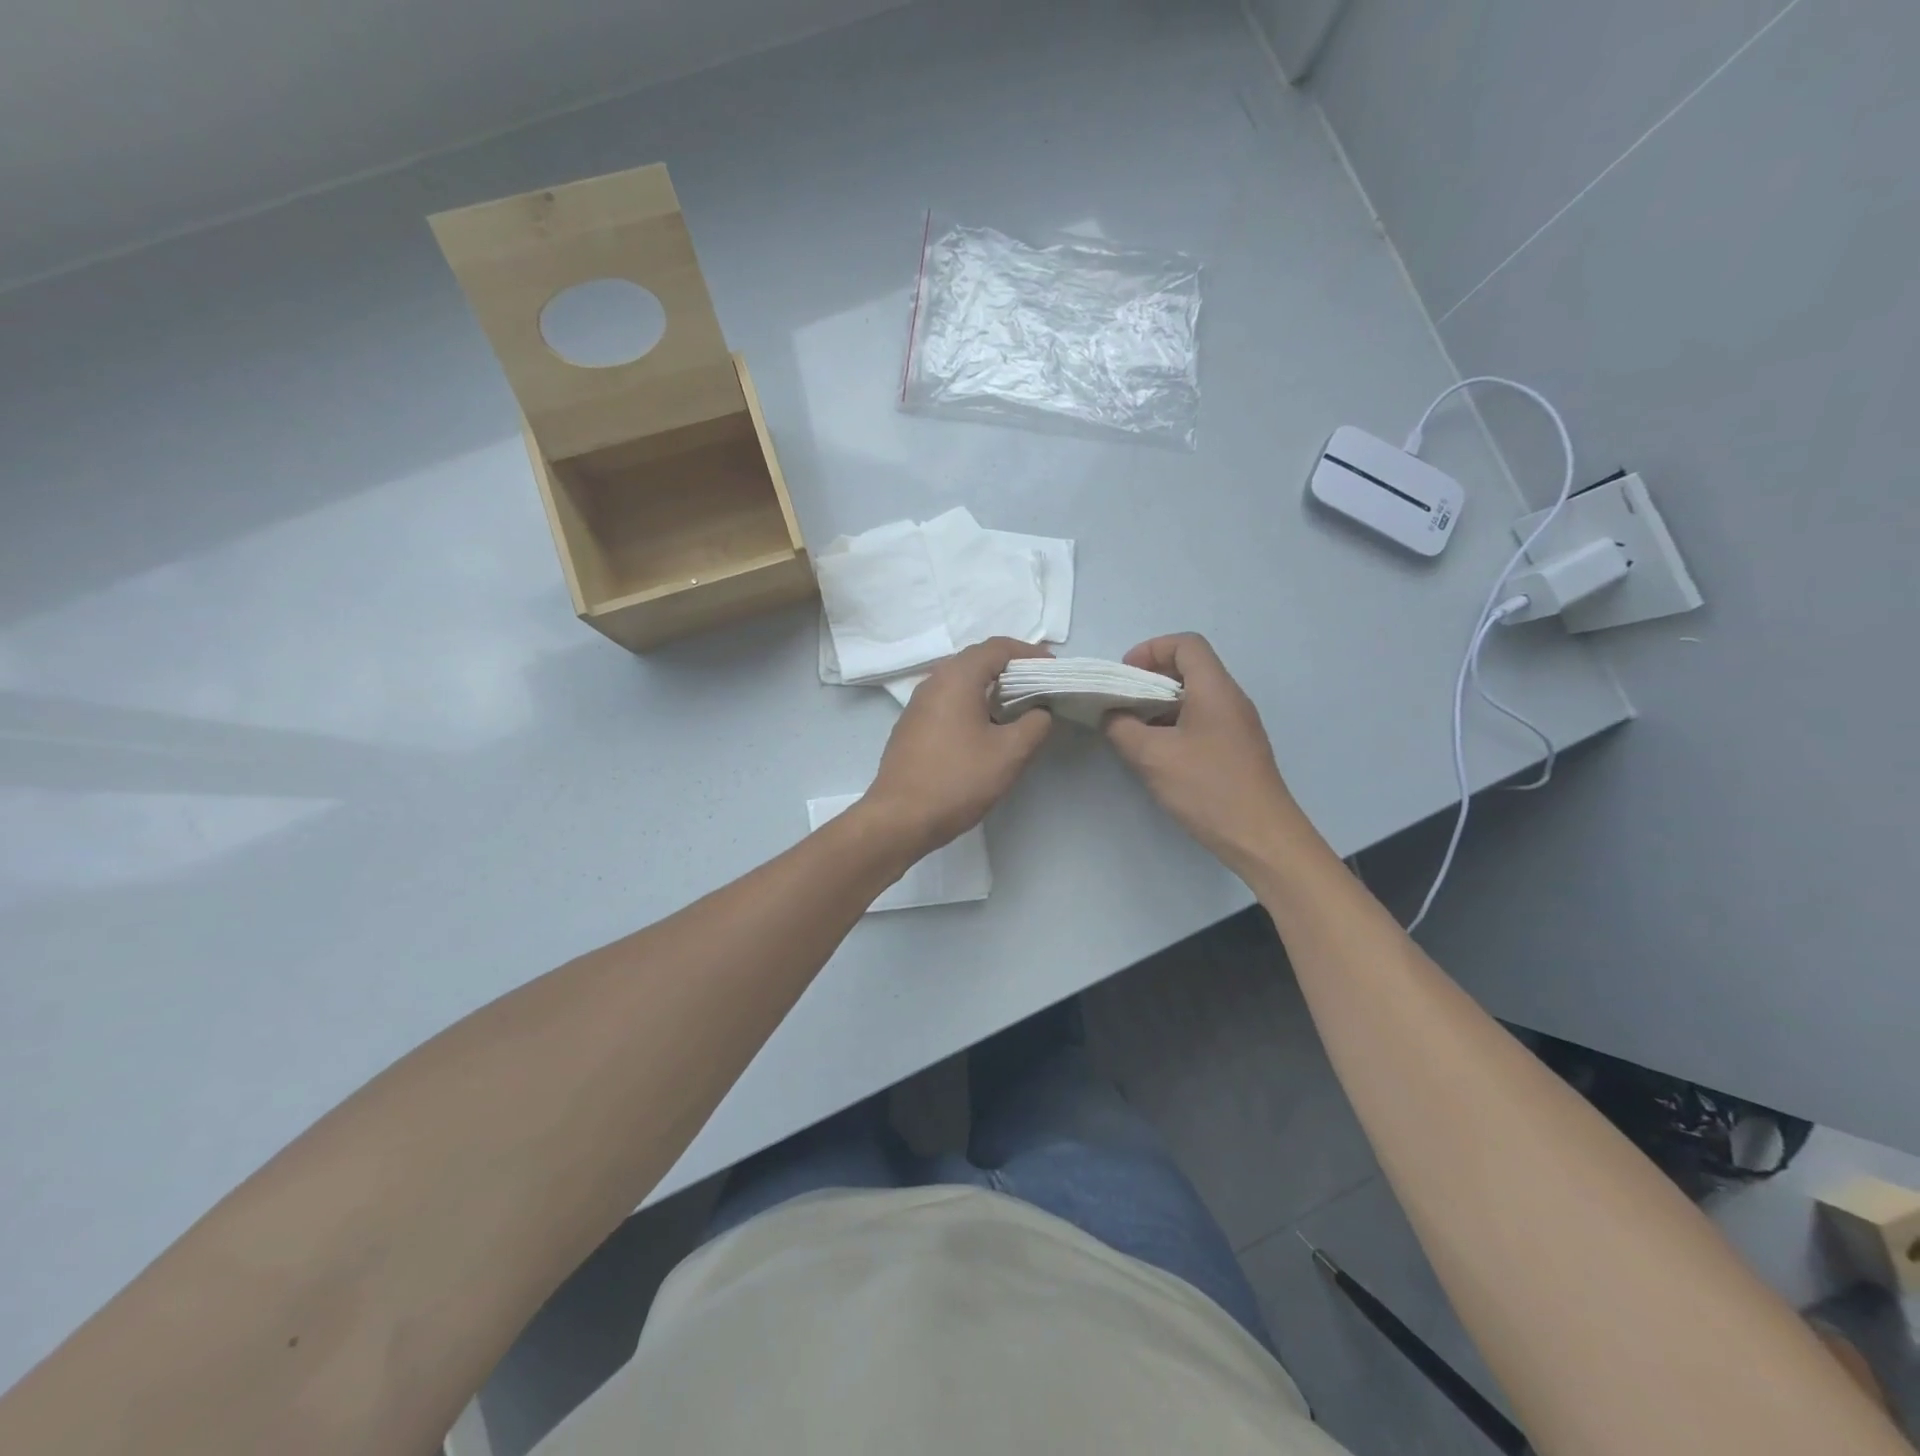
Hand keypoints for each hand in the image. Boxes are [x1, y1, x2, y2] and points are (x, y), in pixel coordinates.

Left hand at [863, 638, 1054, 856]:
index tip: (1053, 670)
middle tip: (1039, 687)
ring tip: (1018, 708)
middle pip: (977, 660)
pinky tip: (985, 730)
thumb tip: (1040, 711)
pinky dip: (972, 704)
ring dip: (990, 688)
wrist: (900, 818)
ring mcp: (917, 704)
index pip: (998, 647)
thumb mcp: (1010, 753)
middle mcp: (933, 681)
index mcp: (957, 677)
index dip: (1029, 654)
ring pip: (960, 682)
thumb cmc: (958, 780)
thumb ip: (1035, 724)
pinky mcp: (911, 726)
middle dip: (1011, 669)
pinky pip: (948, 702)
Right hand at [1103, 633, 1305, 875]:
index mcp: (1215, 689)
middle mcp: (1230, 699)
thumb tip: (1111, 715)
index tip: (1124, 675)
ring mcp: (1237, 725)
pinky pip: (1202, 720)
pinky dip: (1174, 724)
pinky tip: (1156, 752)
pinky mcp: (1237, 749)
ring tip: (1132, 728)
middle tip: (1121, 702)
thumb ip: (1122, 728)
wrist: (1261, 837)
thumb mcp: (1152, 757)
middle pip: (1190, 668)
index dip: (1151, 649)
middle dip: (1150, 678)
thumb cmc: (1207, 788)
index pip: (1186, 644)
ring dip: (1160, 704)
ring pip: (1194, 697)